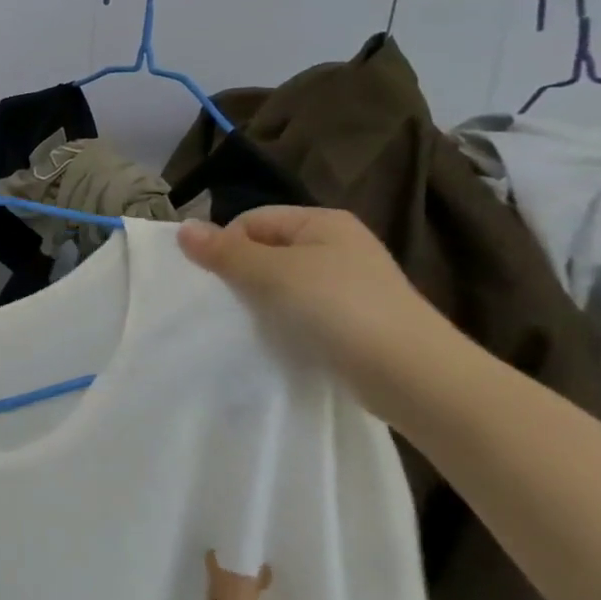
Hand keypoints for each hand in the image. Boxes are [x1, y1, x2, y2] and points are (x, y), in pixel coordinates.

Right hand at [177, 208, 464, 422]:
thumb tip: (182, 227)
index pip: (252, 220)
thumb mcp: (272, 273)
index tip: (225, 280)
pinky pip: (305, 311)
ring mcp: (351, 285)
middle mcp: (339, 245)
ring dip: (265, 302)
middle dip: (245, 274)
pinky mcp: (357, 321)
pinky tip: (287, 341)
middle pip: (267, 250)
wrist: (417, 379)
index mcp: (323, 222)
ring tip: (262, 325)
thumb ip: (225, 251)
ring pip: (284, 283)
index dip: (230, 246)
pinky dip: (289, 323)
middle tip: (238, 304)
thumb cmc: (339, 309)